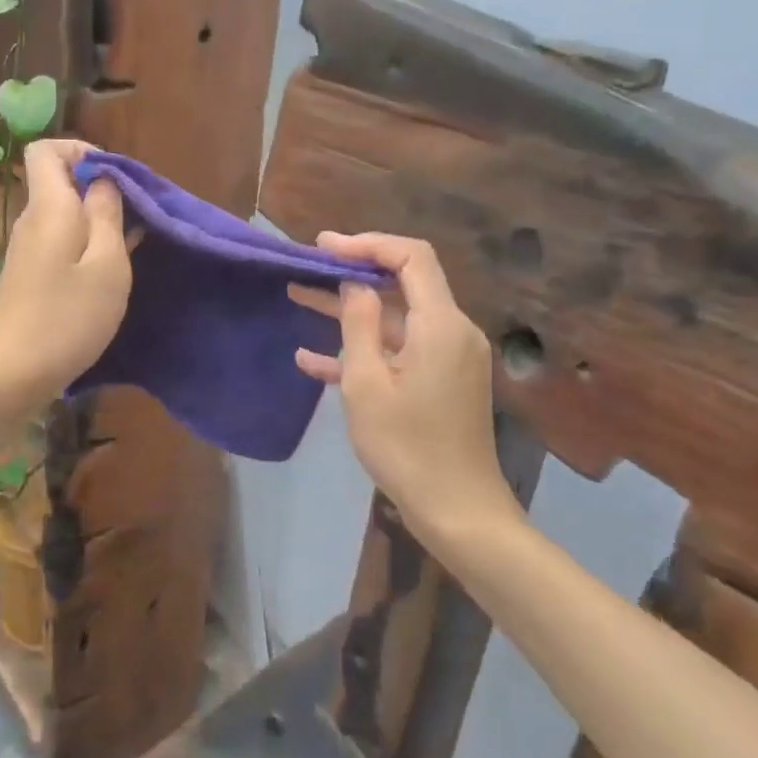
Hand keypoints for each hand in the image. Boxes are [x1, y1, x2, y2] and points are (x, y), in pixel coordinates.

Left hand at [0, 140, 132, 405]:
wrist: (9, 376)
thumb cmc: (67, 318)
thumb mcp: (106, 265)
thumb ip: (107, 214)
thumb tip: (104, 180)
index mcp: (49, 207)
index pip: (46, 149)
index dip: (82, 151)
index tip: (117, 178)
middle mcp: (32, 220)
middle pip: (59, 180)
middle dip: (100, 188)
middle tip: (136, 216)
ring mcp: (27, 249)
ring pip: (63, 213)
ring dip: (97, 219)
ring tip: (131, 245)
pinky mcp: (29, 275)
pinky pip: (60, 240)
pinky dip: (86, 243)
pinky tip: (109, 271)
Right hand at [289, 233, 522, 539]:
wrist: (458, 513)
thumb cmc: (406, 446)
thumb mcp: (367, 383)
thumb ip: (359, 324)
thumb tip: (355, 284)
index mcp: (440, 324)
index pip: (410, 257)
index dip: (367, 244)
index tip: (325, 247)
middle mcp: (452, 331)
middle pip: (403, 283)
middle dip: (352, 273)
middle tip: (307, 267)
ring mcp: (449, 358)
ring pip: (395, 318)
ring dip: (350, 310)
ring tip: (299, 298)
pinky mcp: (442, 382)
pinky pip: (400, 351)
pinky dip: (365, 347)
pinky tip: (313, 359)